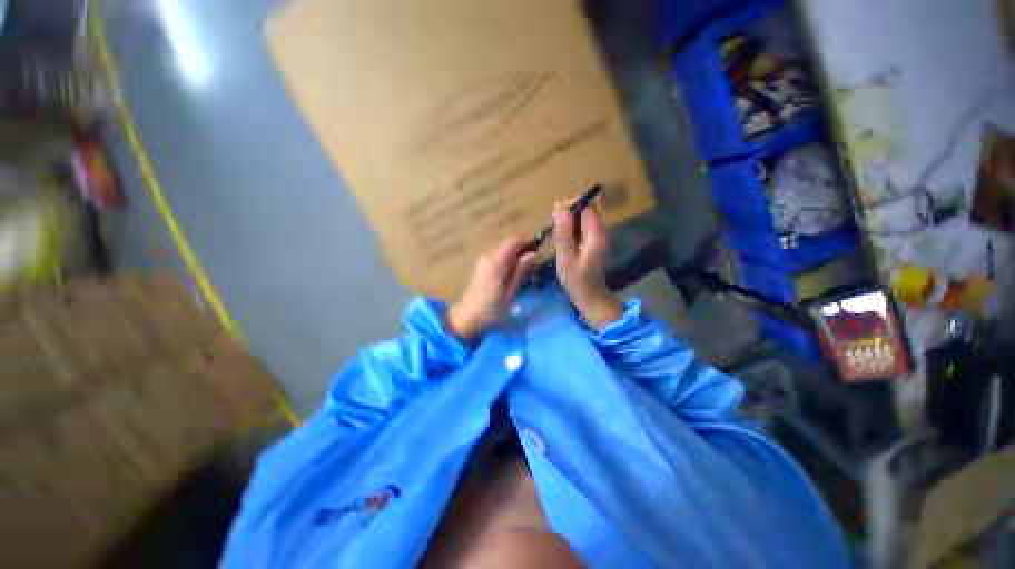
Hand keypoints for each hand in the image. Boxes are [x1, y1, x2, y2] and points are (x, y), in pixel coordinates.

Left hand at [447, 236, 536, 341]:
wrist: (467, 319)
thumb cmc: (492, 309)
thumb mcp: (511, 292)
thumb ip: (521, 270)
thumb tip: (533, 253)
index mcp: (497, 261)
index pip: (515, 240)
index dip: (529, 240)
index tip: (542, 248)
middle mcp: (489, 256)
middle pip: (510, 244)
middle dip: (525, 250)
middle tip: (537, 265)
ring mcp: (483, 261)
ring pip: (505, 251)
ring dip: (518, 257)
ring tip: (529, 273)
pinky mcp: (481, 267)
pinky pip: (499, 258)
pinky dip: (509, 262)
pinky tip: (515, 275)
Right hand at [553, 200, 622, 328]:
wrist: (590, 296)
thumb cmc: (576, 279)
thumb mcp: (565, 256)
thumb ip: (563, 232)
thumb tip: (560, 207)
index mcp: (596, 234)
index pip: (587, 206)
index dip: (572, 205)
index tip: (556, 216)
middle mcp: (601, 232)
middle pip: (586, 210)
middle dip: (569, 213)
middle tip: (555, 228)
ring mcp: (598, 237)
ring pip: (583, 219)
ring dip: (569, 222)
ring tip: (557, 235)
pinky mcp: (594, 242)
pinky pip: (583, 228)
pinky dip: (572, 229)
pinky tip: (564, 241)